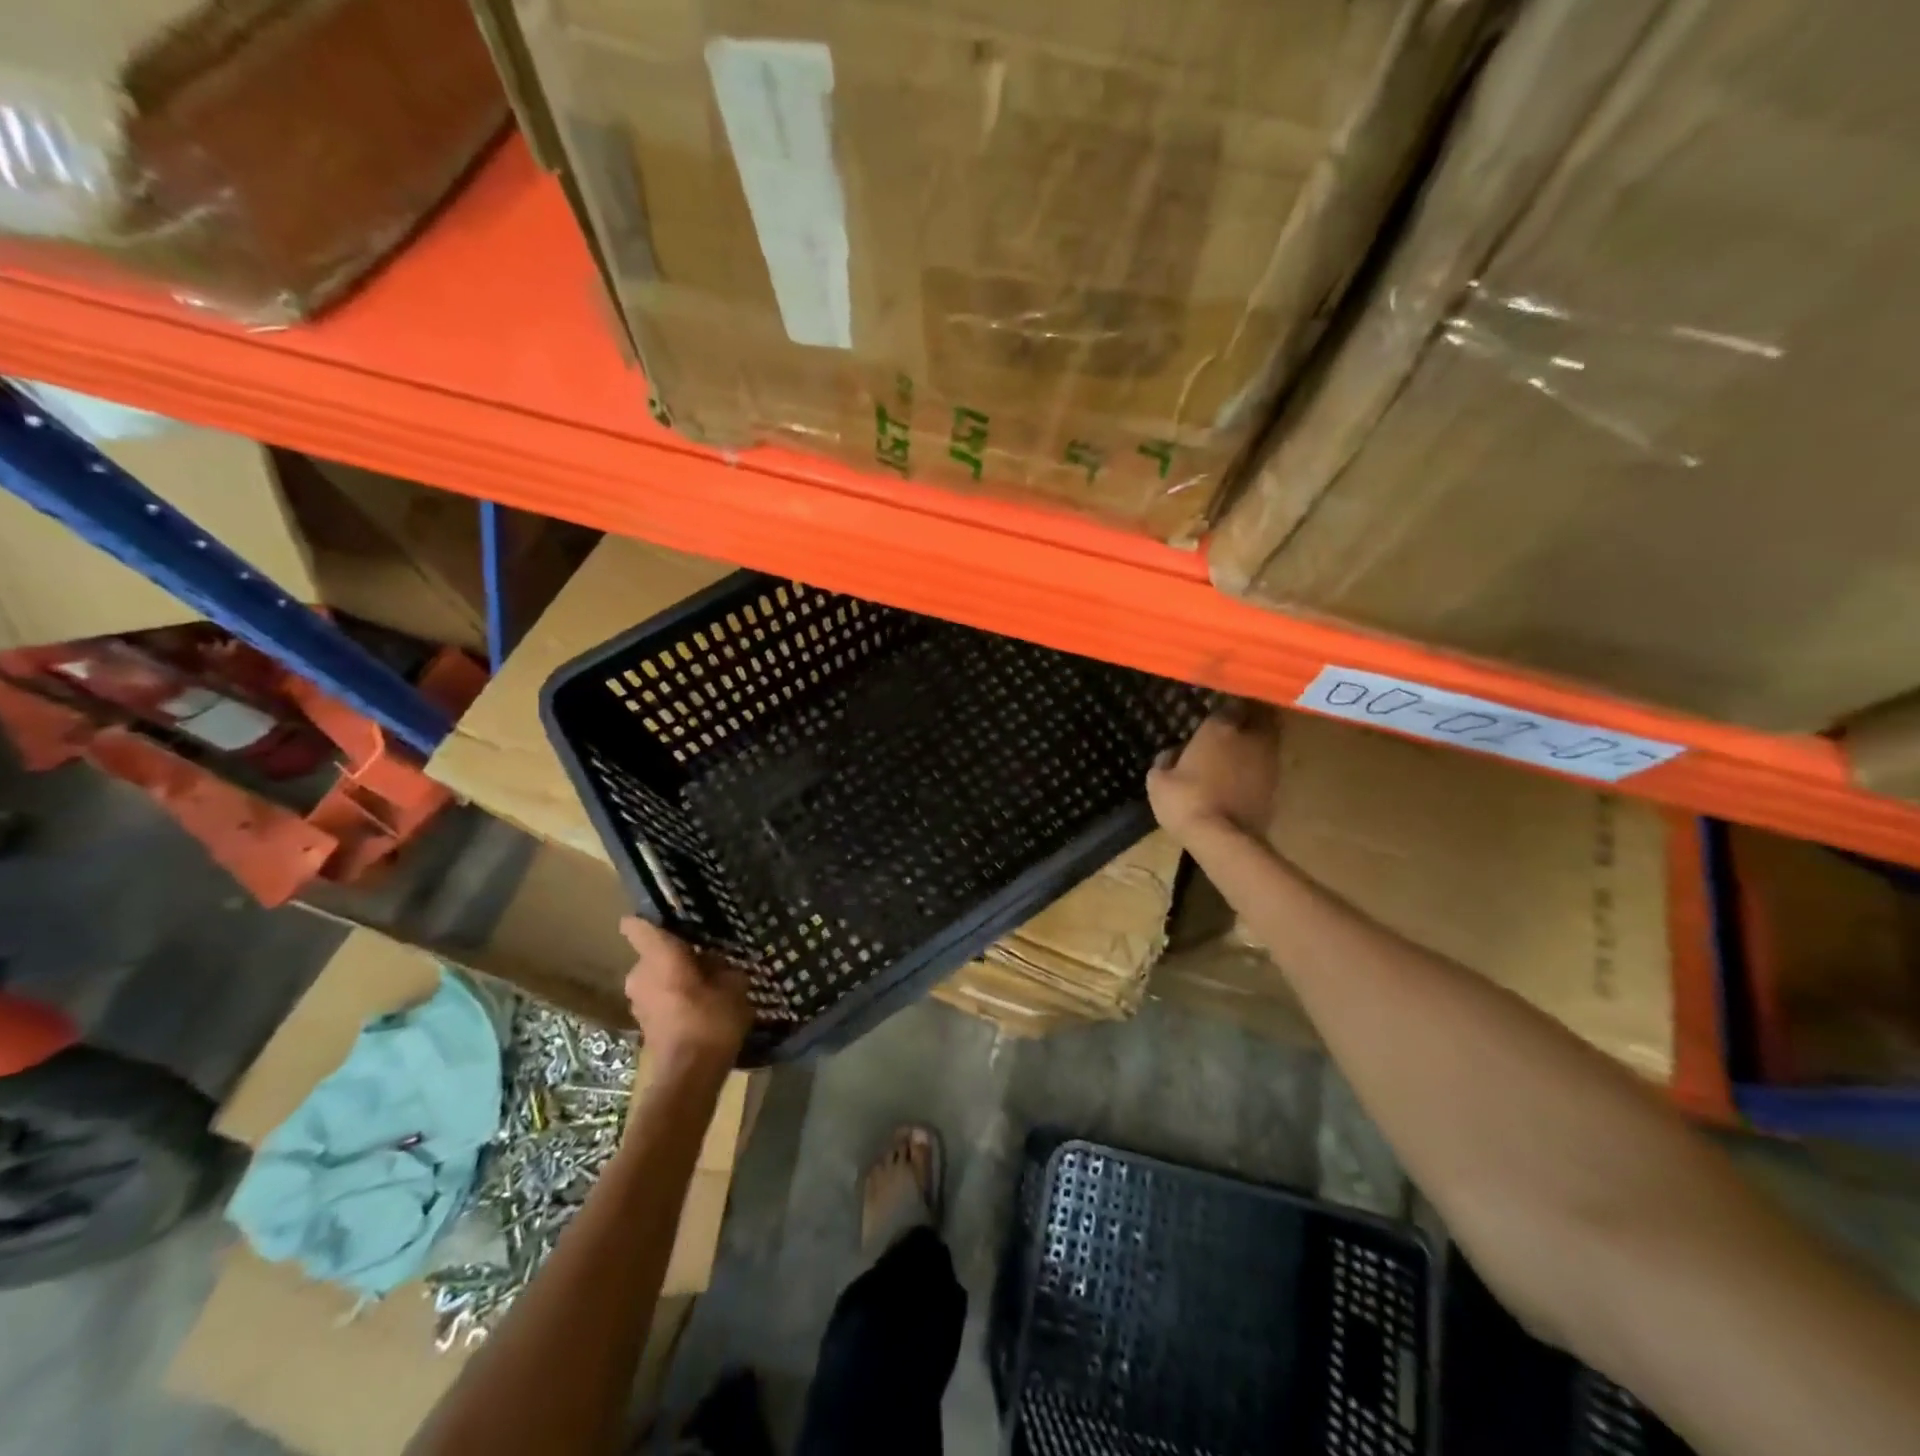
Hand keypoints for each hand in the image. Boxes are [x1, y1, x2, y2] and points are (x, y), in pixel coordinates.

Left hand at [619, 917, 754, 1070]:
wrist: (688, 1077)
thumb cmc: (710, 1021)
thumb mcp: (734, 987)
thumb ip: (725, 969)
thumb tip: (720, 963)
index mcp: (659, 957)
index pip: (638, 927)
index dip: (649, 919)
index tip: (669, 917)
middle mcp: (640, 975)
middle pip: (655, 954)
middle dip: (676, 954)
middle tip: (707, 956)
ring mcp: (638, 1001)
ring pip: (656, 977)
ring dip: (676, 978)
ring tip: (708, 982)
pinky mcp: (643, 1023)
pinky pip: (659, 998)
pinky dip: (675, 998)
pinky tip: (701, 1006)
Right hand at [1146, 701, 1281, 843]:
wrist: (1222, 838)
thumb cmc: (1185, 801)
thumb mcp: (1158, 780)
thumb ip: (1166, 760)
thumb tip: (1172, 753)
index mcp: (1219, 728)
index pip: (1228, 704)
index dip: (1223, 708)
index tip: (1215, 713)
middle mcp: (1249, 736)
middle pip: (1258, 715)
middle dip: (1250, 716)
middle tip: (1236, 723)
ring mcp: (1268, 760)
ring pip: (1268, 738)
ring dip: (1258, 739)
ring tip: (1242, 747)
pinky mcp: (1277, 784)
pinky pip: (1268, 764)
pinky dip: (1260, 764)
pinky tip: (1246, 773)